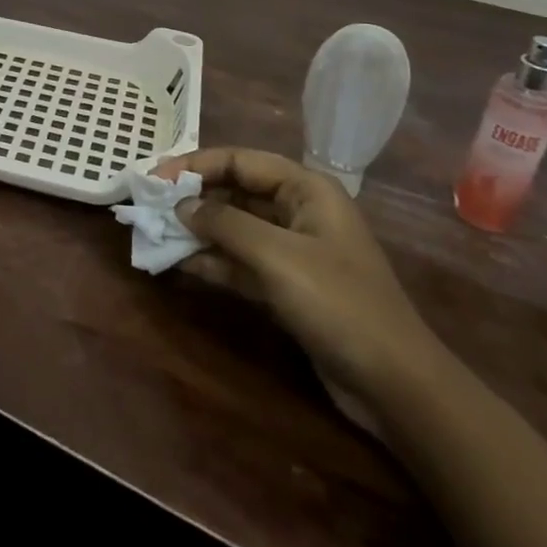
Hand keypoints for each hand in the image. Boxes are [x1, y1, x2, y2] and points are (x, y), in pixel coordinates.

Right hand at [160, 147, 449, 417]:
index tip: (154, 177)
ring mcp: (294, 251)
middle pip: (235, 192)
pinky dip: (212, 261)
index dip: (194, 165)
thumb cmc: (338, 303)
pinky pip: (240, 262)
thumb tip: (180, 206)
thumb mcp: (275, 256)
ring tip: (155, 233)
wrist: (396, 386)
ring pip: (234, 228)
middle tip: (149, 206)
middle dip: (193, 198)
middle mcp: (299, 211)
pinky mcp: (288, 286)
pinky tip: (180, 264)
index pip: (239, 160)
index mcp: (306, 189)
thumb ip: (223, 223)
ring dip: (197, 231)